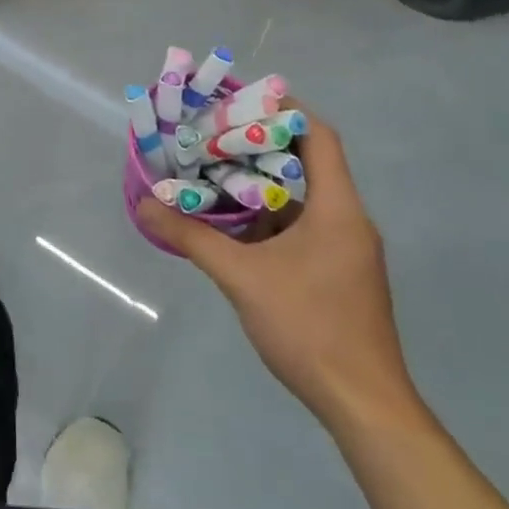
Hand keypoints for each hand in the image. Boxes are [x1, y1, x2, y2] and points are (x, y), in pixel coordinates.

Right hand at [139, 108, 421, 436]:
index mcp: (337, 209)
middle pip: (308, 162)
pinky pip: (304, 227)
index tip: (241, 101)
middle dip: (260, 146)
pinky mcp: (341, 274)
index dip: (283, 111)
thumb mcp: (241, 277)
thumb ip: (192, 237)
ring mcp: (347, 250)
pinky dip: (270, 217)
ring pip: (303, 198)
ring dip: (262, 184)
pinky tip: (234, 225)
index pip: (319, 136)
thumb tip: (144, 205)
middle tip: (214, 135)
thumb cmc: (309, 328)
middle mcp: (348, 220)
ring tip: (215, 172)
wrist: (364, 407)